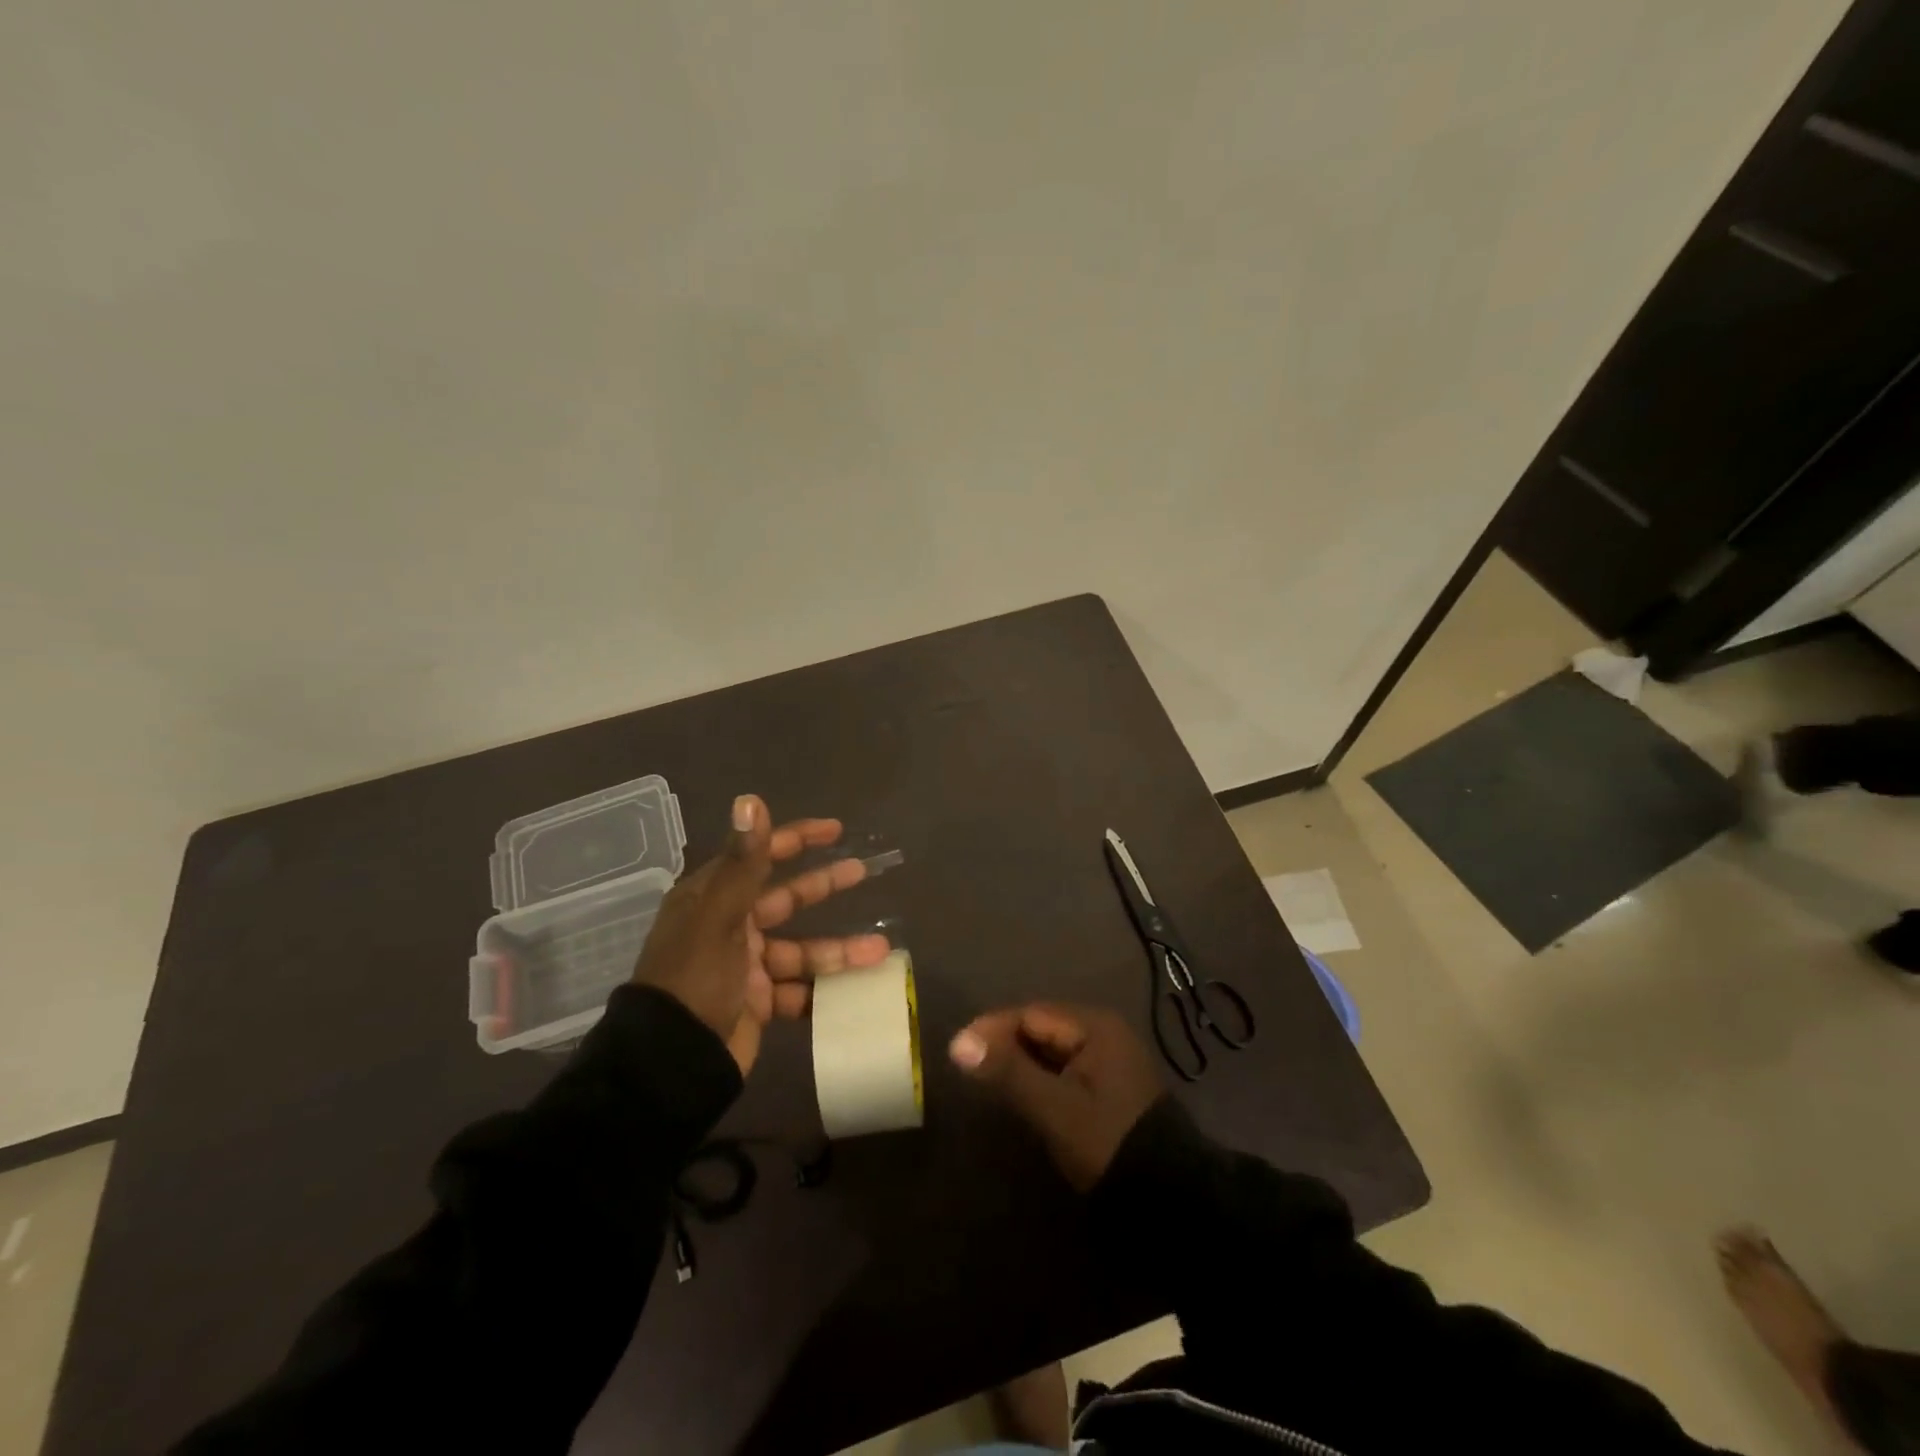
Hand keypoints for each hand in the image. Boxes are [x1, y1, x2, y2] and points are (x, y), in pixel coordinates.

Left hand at [632, 795, 890, 1073]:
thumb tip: (750, 798)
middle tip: (863, 872)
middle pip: (786, 899)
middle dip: (824, 886)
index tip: (835, 830)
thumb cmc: (695, 979)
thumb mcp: (720, 917)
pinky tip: (856, 989)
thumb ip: (744, 862)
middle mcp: (731, 927)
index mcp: (714, 899)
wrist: (672, 1062)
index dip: (797, 840)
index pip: (760, 857)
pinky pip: (799, 990)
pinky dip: (825, 990)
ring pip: (801, 950)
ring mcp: (747, 967)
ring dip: (838, 949)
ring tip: (879, 950)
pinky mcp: (759, 1002)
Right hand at [948, 1003, 1164, 1191]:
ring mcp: (1110, 1060)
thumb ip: (1008, 1072)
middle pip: (1042, 1028)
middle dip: (1004, 1044)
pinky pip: (1065, 1069)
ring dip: (1020, 1061)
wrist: (1170, 1198)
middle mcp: (1104, 1033)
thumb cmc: (1109, 1142)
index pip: (1031, 1014)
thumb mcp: (1054, 1108)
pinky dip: (1040, 1077)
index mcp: (1095, 1026)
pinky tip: (1020, 1092)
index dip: (991, 1029)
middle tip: (967, 1065)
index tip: (957, 1049)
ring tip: (986, 1079)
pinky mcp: (1110, 1087)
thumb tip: (958, 1043)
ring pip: (1052, 1050)